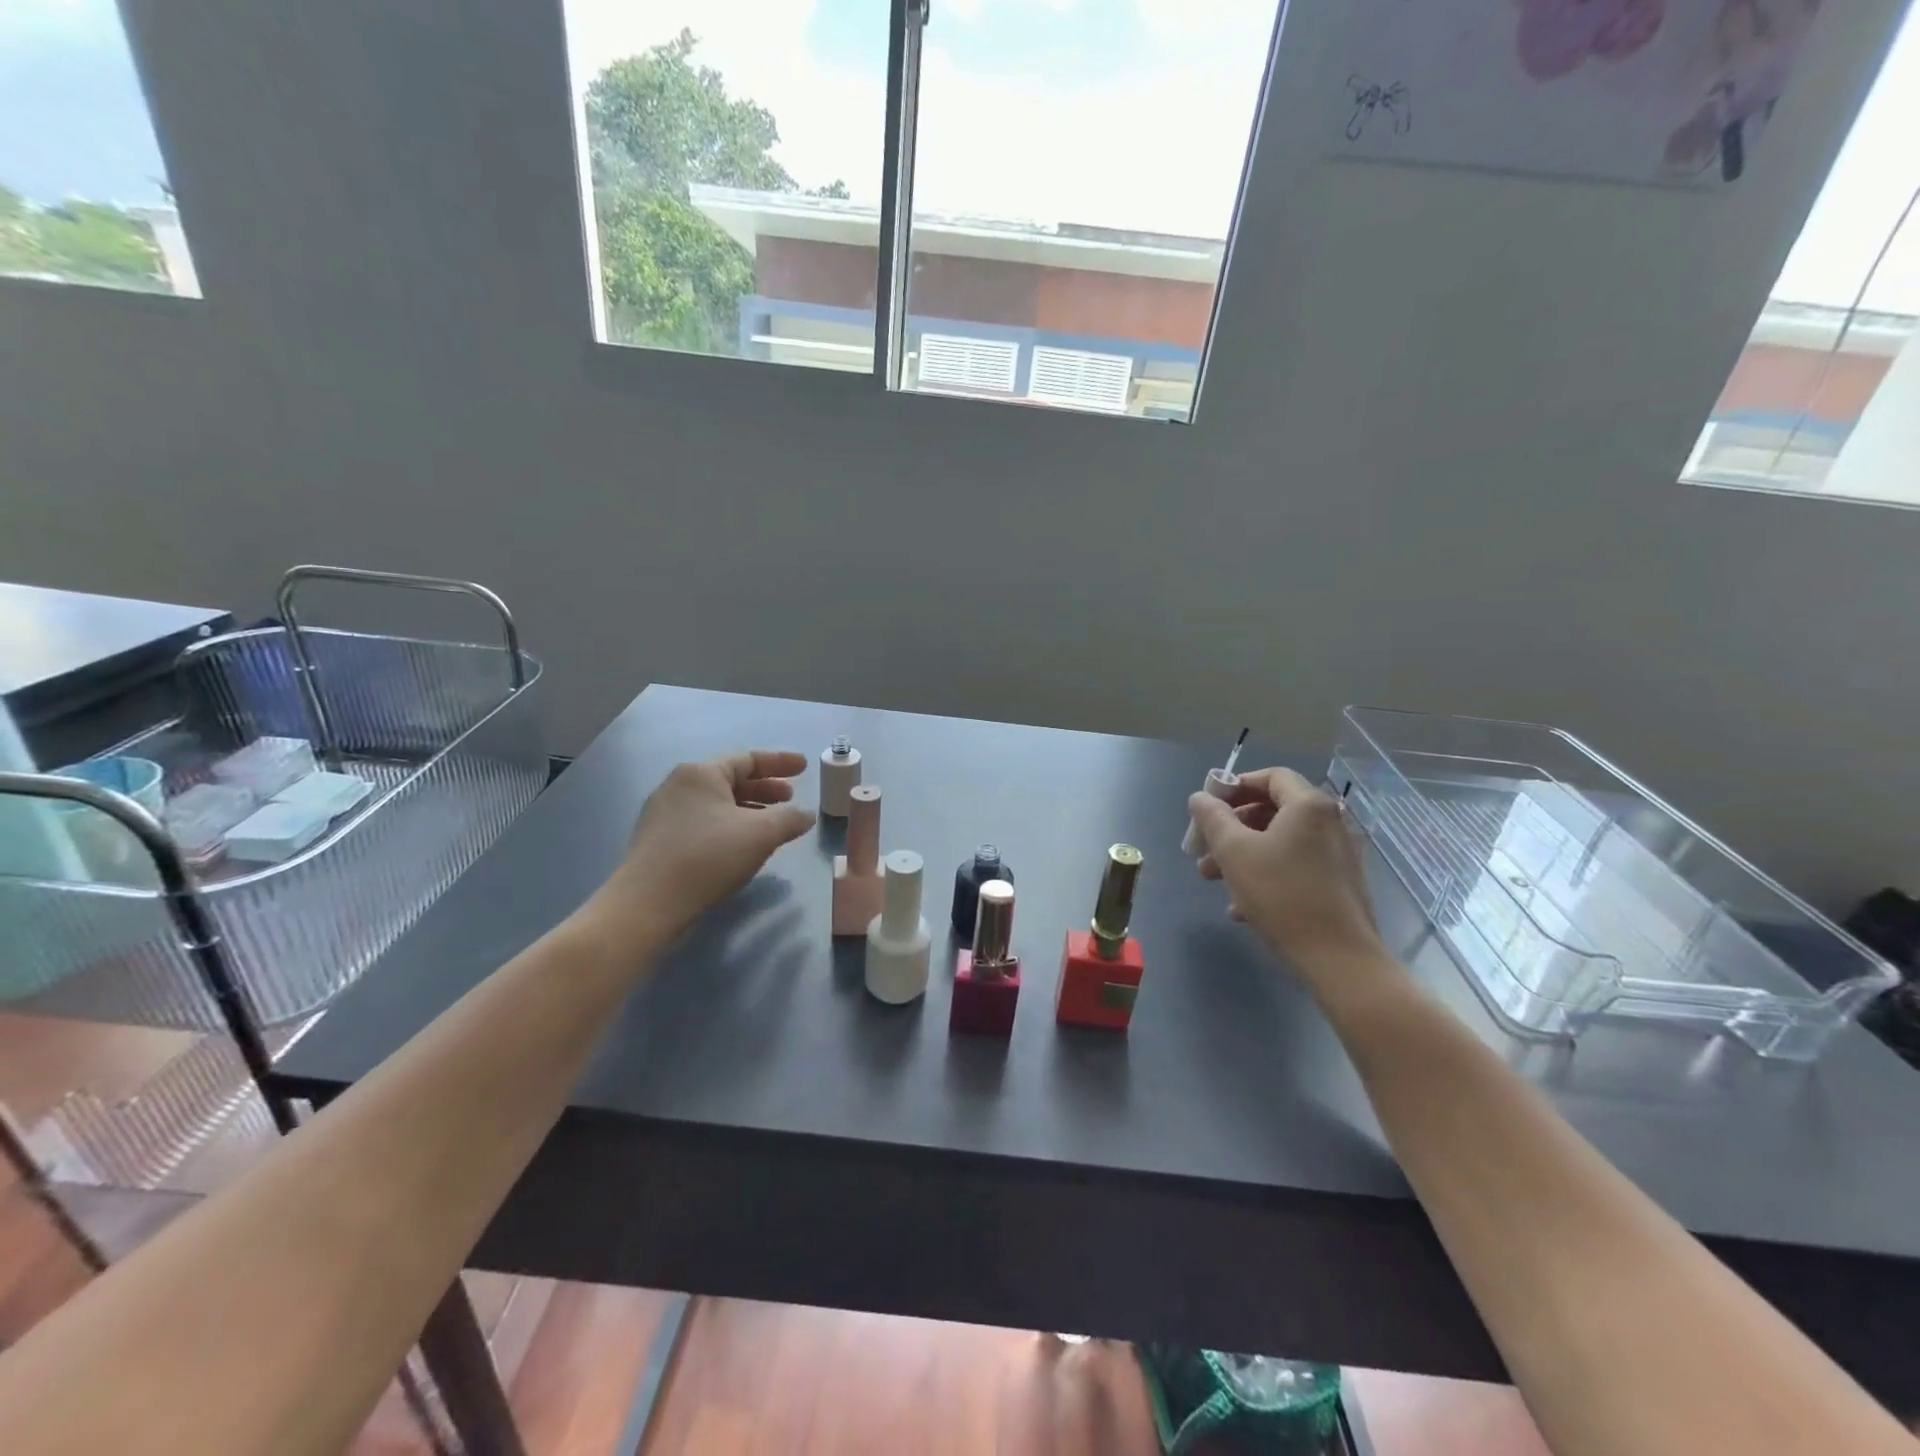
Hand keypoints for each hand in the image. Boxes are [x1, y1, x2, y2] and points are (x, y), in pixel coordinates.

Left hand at [588, 749, 814, 947]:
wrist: (648, 903)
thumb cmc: (708, 857)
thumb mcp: (761, 834)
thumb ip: (790, 819)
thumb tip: (806, 815)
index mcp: (701, 773)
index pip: (748, 759)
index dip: (780, 762)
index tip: (804, 767)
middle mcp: (678, 784)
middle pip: (731, 779)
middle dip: (765, 789)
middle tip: (790, 798)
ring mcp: (663, 812)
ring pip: (716, 803)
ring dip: (748, 809)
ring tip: (771, 824)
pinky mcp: (657, 839)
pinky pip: (702, 822)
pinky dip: (728, 825)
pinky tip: (741, 845)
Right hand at [1188, 767, 1383, 976]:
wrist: (1339, 959)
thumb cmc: (1282, 895)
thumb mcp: (1235, 852)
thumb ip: (1212, 818)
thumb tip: (1200, 798)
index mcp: (1308, 806)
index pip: (1270, 776)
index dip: (1235, 786)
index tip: (1209, 809)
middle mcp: (1329, 822)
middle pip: (1272, 810)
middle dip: (1232, 827)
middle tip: (1204, 849)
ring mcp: (1337, 854)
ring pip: (1280, 842)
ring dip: (1243, 855)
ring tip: (1213, 880)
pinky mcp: (1339, 884)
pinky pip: (1295, 866)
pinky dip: (1266, 875)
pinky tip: (1241, 907)